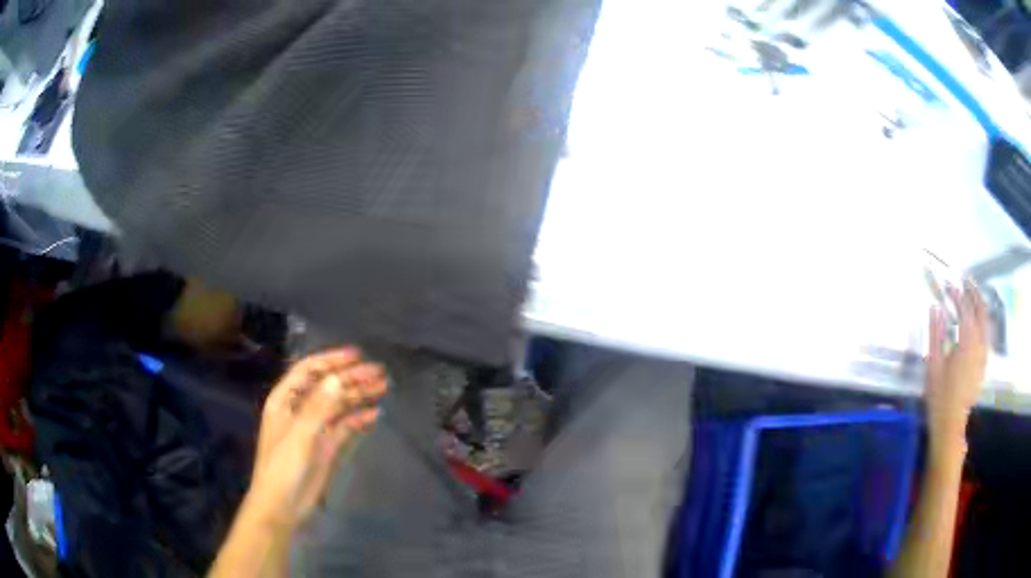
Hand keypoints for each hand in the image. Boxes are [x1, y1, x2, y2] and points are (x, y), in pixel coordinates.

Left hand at [246, 347, 386, 532]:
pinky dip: (358, 419)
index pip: (309, 370)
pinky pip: (344, 426)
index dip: (331, 360)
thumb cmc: (283, 467)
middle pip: (327, 386)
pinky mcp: (325, 446)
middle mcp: (300, 409)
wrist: (282, 505)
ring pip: (338, 404)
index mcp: (285, 400)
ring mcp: (314, 428)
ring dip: (358, 395)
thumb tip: (338, 378)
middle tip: (379, 372)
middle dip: (351, 377)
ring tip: (383, 387)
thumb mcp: (299, 435)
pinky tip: (375, 414)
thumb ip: (319, 407)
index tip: (357, 355)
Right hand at [925, 279, 988, 461]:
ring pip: (986, 321)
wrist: (951, 424)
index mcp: (966, 342)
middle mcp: (979, 344)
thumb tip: (935, 307)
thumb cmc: (939, 396)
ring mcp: (983, 354)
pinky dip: (983, 321)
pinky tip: (978, 321)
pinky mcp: (983, 363)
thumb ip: (935, 334)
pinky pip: (986, 334)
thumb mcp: (933, 365)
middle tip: (966, 280)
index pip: (964, 308)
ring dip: (980, 305)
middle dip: (974, 293)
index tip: (947, 285)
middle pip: (980, 310)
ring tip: (972, 295)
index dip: (957, 294)